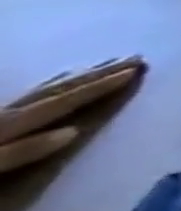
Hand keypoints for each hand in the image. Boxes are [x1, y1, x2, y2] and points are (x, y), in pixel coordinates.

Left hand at [1, 57, 144, 173]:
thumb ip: (17, 153)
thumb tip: (71, 132)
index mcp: (5, 128)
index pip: (61, 103)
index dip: (99, 87)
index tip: (136, 70)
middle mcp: (0, 116)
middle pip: (55, 90)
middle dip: (96, 74)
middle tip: (134, 57)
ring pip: (41, 90)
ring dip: (78, 76)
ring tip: (106, 63)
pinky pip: (26, 97)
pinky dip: (51, 86)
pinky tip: (56, 82)